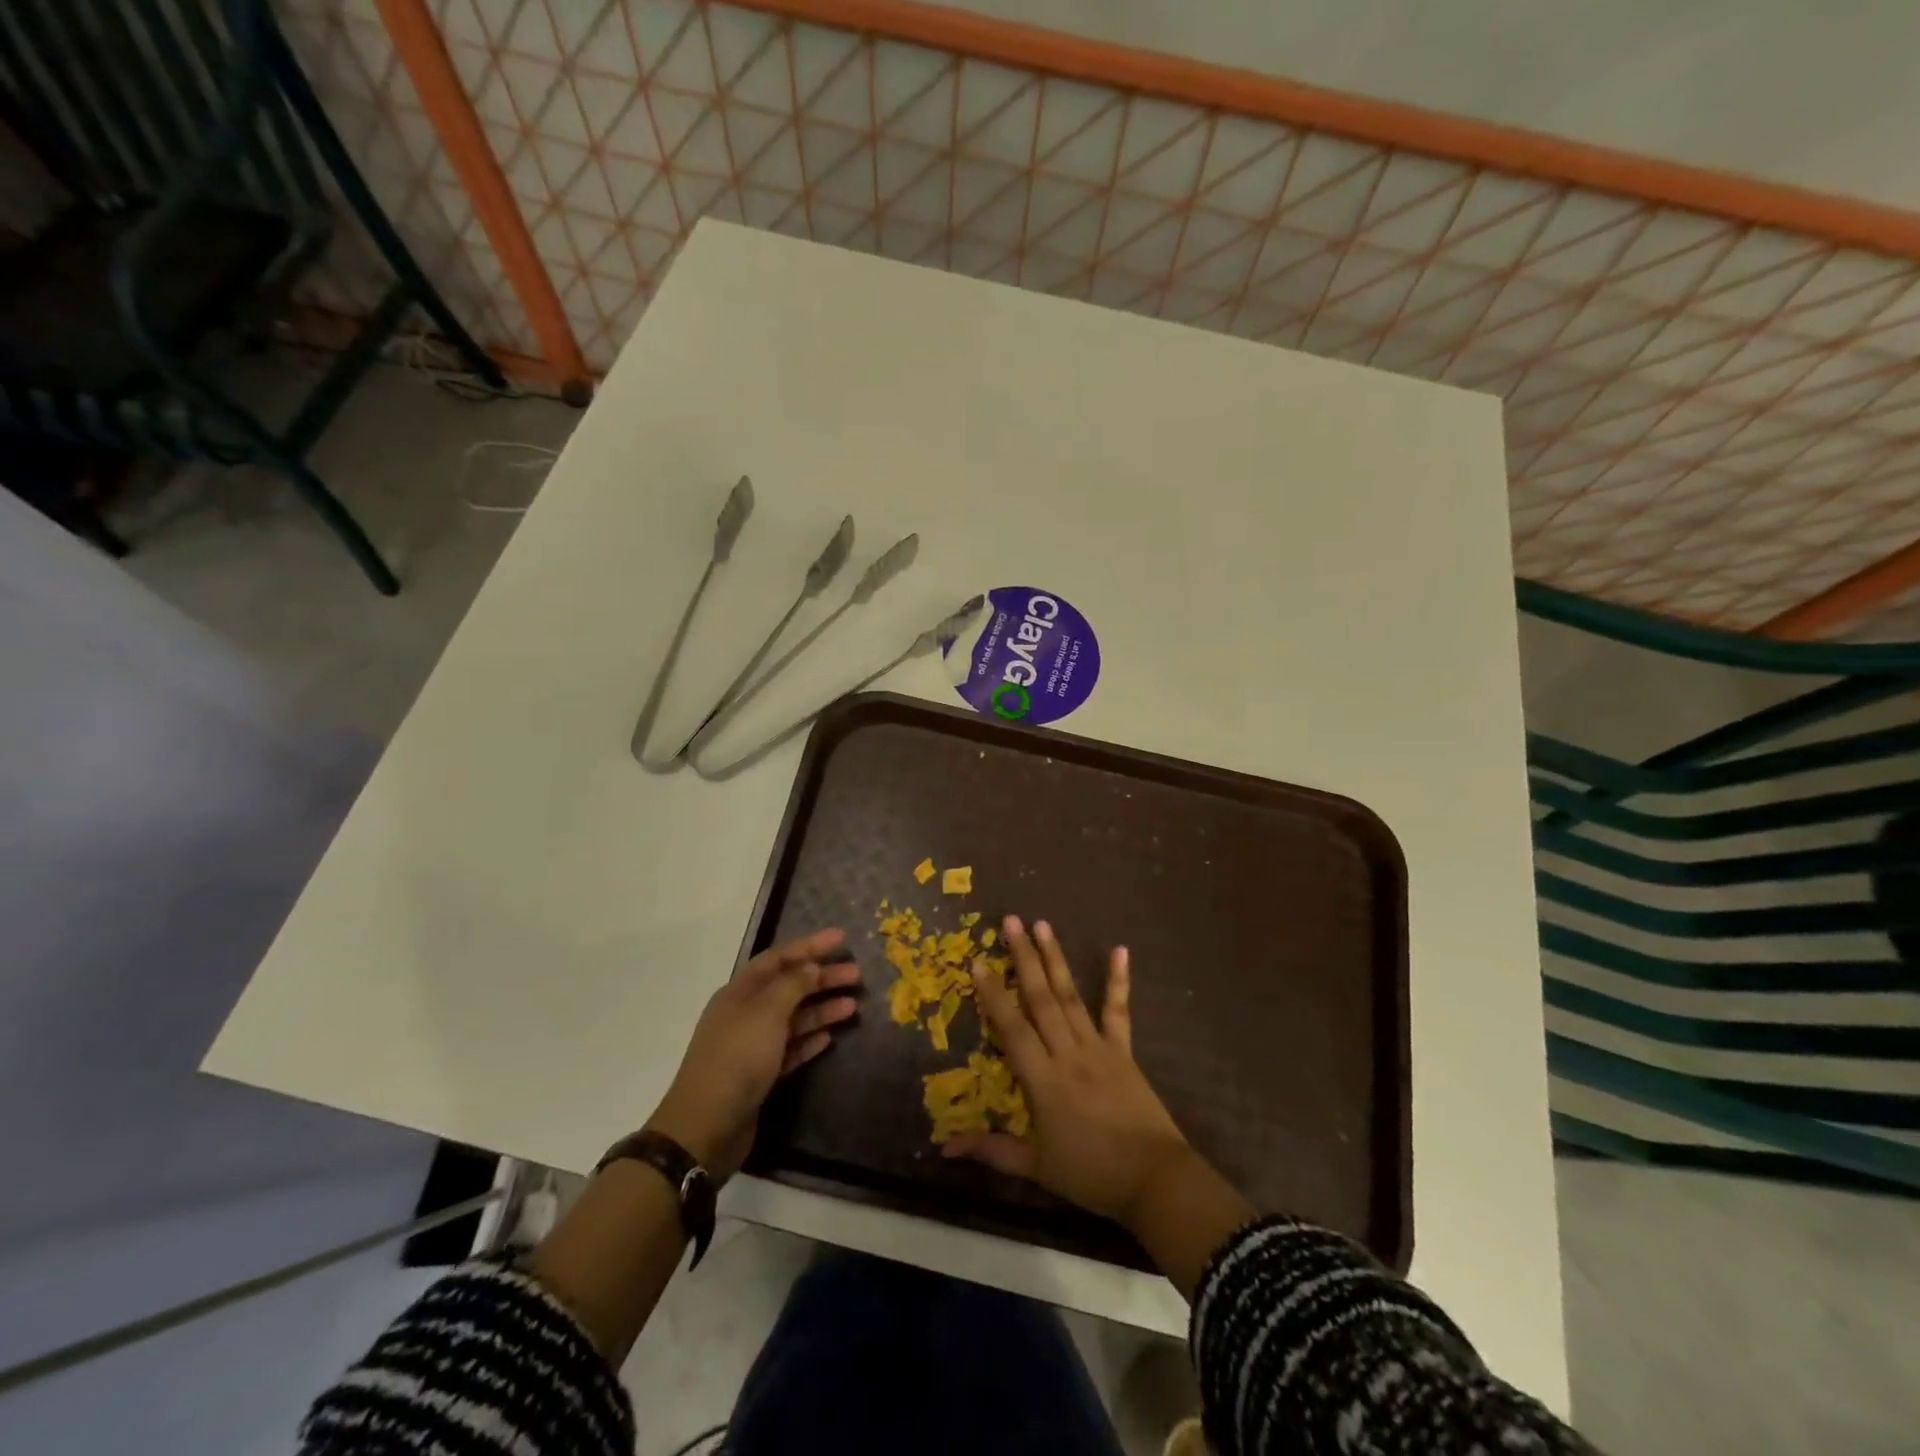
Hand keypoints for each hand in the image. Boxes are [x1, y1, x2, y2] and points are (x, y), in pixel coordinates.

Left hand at [645, 928, 859, 1179]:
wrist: (706, 1126)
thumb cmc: (737, 1058)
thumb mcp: (766, 1012)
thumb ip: (792, 985)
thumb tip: (811, 966)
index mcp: (741, 992)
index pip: (779, 958)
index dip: (810, 945)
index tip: (841, 938)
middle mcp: (746, 1014)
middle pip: (789, 987)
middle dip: (822, 978)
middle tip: (857, 975)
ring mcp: (752, 1046)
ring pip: (793, 1018)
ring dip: (822, 1009)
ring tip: (853, 1006)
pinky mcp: (760, 1075)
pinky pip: (790, 1049)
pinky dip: (810, 1040)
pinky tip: (830, 1037)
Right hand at [944, 916, 1190, 1227]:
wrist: (1154, 1180)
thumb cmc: (1091, 1174)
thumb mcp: (1036, 1167)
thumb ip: (992, 1150)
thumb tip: (945, 1147)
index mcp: (1043, 1081)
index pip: (1012, 1029)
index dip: (993, 995)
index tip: (978, 962)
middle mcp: (1068, 1053)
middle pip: (1041, 999)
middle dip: (1023, 958)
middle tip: (1010, 922)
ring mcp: (1098, 1048)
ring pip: (1071, 996)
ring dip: (1055, 959)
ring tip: (1042, 925)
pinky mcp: (1123, 1051)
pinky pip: (1118, 1012)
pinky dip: (1118, 981)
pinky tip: (1119, 950)